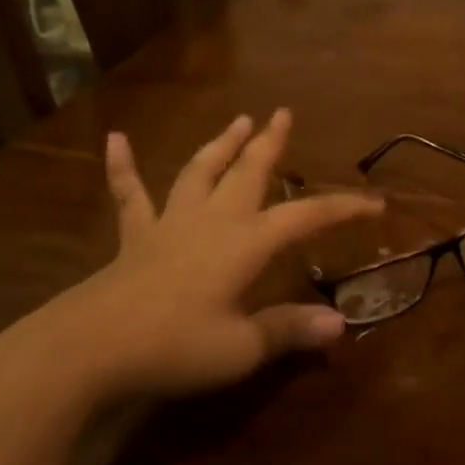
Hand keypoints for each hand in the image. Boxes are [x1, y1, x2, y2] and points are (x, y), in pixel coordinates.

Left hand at [0, 110, 382, 414]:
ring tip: (238, 120)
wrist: (89, 349)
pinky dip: (123, 167)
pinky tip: (115, 139)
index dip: (343, 208)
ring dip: (221, 145)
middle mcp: (213, 221)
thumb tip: (340, 324)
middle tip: (284, 114)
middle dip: (271, 144)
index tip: (376, 204)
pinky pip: (130, 196)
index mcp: (246, 243)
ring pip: (201, 172)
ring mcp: (170, 224)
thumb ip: (288, 331)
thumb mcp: (240, 349)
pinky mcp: (136, 238)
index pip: (307, 216)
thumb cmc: (174, 348)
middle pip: (249, 173)